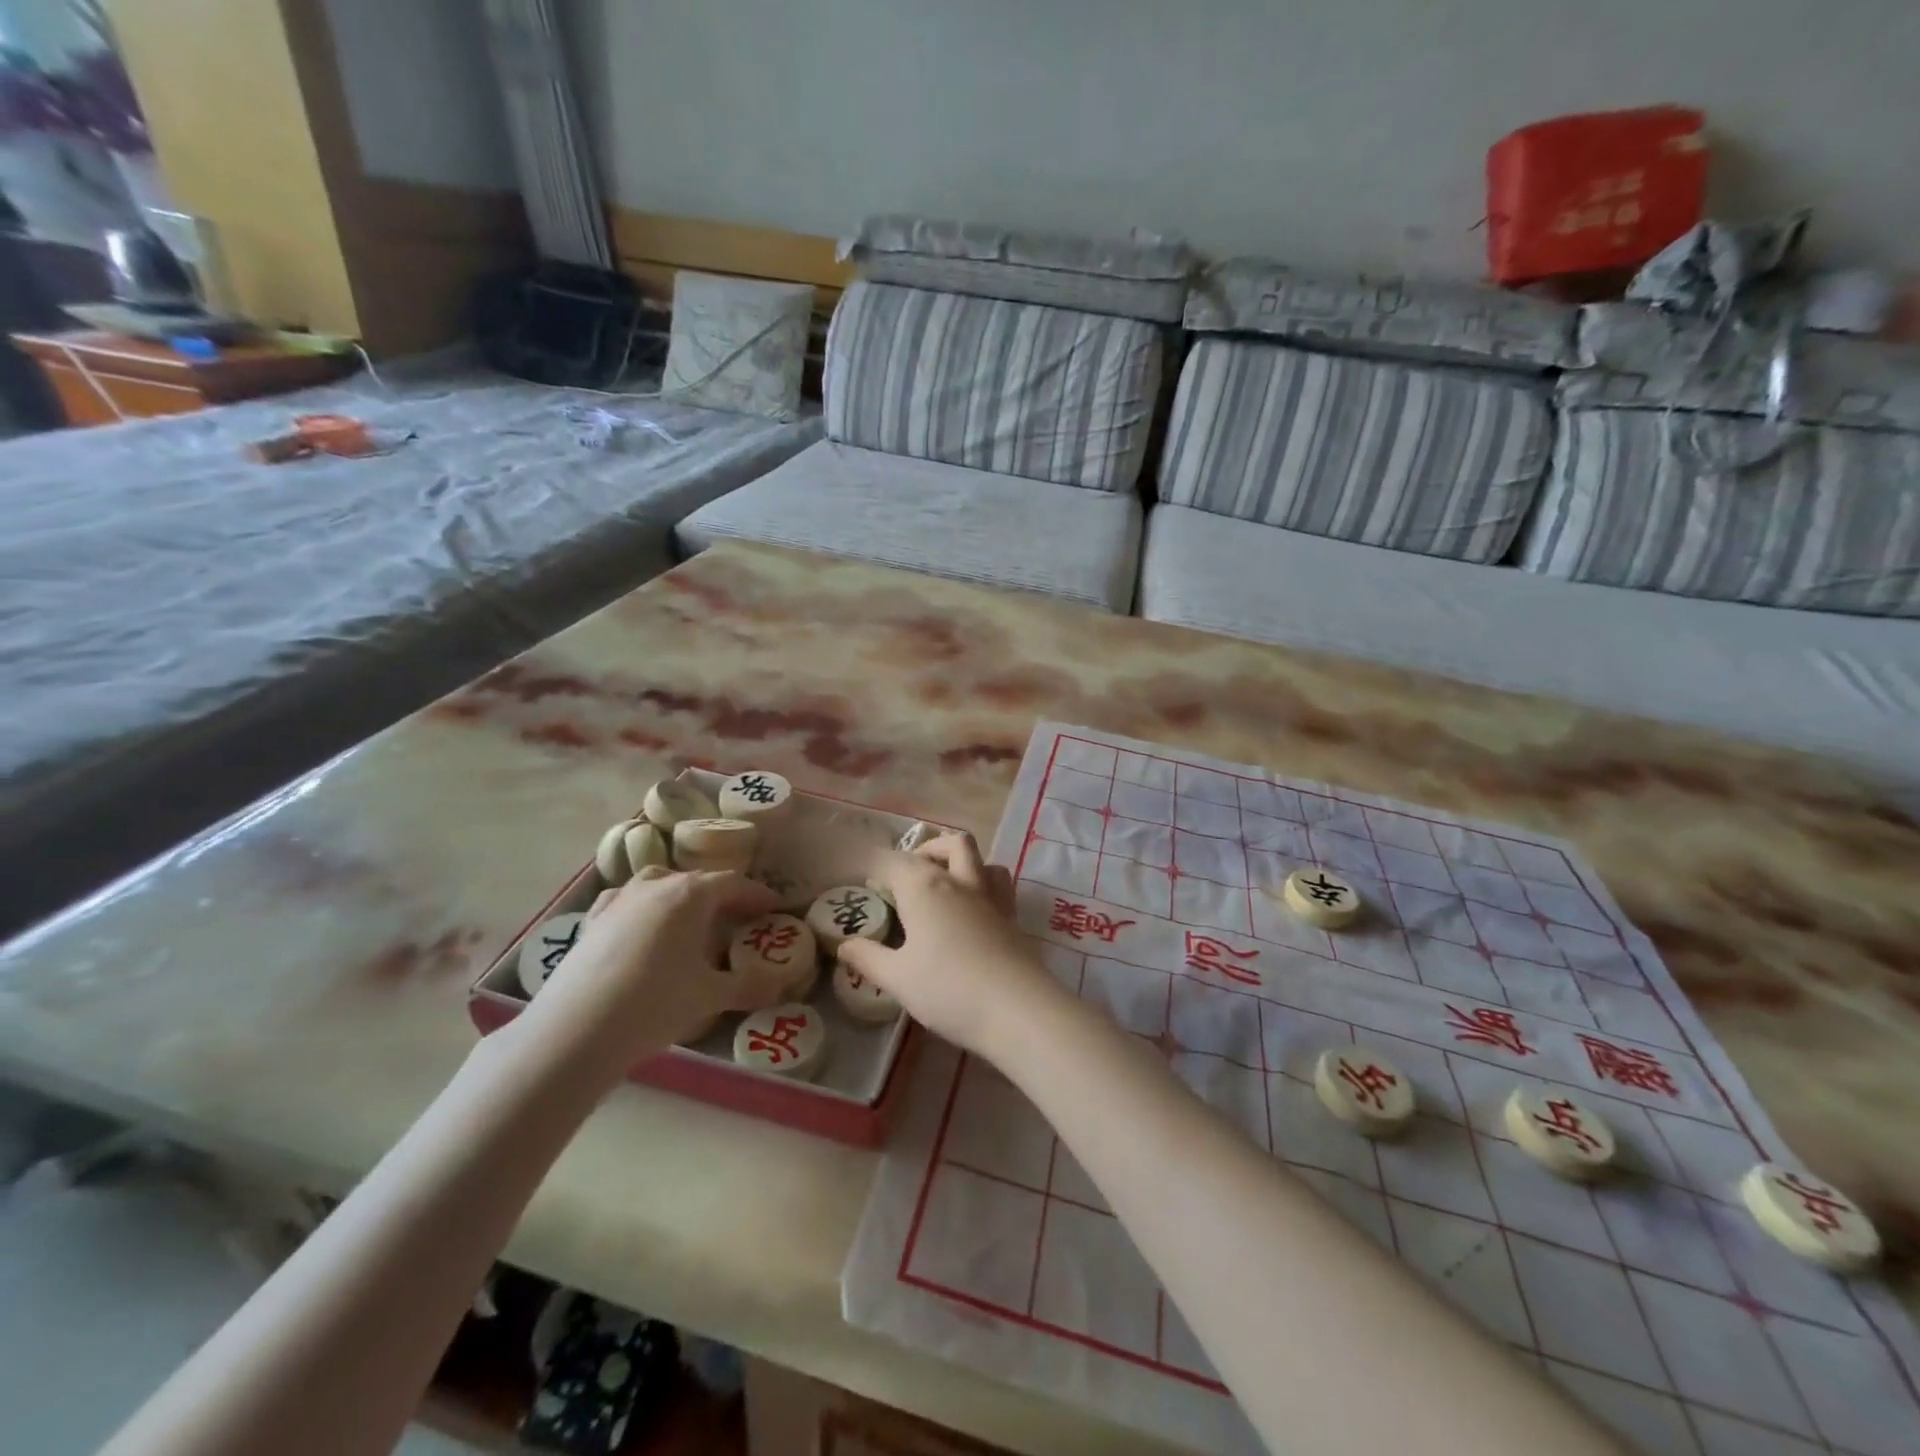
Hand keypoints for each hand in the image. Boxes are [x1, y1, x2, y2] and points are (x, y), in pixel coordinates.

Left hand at [520, 870, 785, 1079]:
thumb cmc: (654, 1004)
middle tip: (738, 918)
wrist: (575, 1031)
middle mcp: (655, 885)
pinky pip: (626, 902)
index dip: (757, 894)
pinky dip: (643, 908)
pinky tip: (642, 927)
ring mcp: (619, 900)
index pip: (734, 883)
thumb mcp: (710, 996)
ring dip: (680, 896)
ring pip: (658, 883)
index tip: (774, 908)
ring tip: (690, 920)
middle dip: (721, 895)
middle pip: (697, 880)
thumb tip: (782, 984)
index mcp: (690, 894)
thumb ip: (750, 986)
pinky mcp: (592, 921)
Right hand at [838, 833, 1057, 1057]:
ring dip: (960, 862)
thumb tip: (844, 945)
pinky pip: (998, 884)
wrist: (1017, 1009)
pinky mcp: (1013, 917)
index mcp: (925, 887)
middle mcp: (960, 881)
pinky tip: (973, 911)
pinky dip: (983, 884)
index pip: (893, 860)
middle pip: (947, 844)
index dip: (874, 865)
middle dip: (925, 851)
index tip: (859, 878)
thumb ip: (868, 958)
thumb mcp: (897, 979)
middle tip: (906, 879)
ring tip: (943, 886)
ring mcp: (991, 897)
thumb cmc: (948, 989)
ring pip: (979, 858)